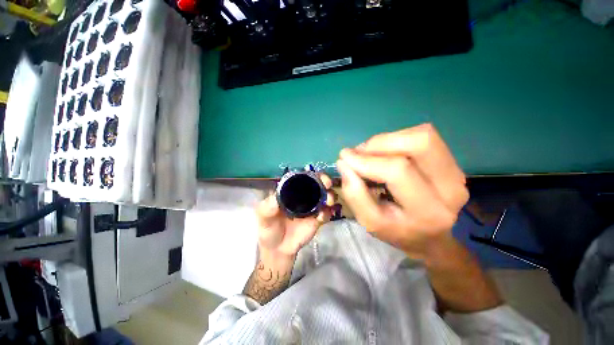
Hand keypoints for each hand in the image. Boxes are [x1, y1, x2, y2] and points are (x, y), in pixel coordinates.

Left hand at [256, 174, 335, 258]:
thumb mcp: (264, 217)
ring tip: (328, 202)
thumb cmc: (269, 229)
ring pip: (325, 196)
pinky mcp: (318, 219)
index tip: (317, 176)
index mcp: (291, 191)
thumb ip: (268, 207)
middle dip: (325, 181)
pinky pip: (326, 212)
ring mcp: (312, 207)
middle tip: (328, 185)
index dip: (311, 174)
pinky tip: (322, 218)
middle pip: (317, 183)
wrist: (279, 249)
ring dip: (330, 196)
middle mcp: (303, 196)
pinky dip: (328, 212)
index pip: (303, 177)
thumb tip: (276, 196)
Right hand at [336, 123, 468, 259]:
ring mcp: (456, 172)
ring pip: (422, 135)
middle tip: (359, 153)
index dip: (366, 161)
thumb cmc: (396, 231)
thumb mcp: (369, 222)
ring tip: (370, 153)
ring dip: (387, 140)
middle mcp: (450, 187)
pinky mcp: (453, 162)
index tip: (344, 158)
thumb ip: (354, 194)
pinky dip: (396, 140)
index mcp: (428, 211)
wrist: (429, 237)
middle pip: (419, 143)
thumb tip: (344, 164)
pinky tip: (385, 154)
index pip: (397, 170)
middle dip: (379, 143)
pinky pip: (423, 137)